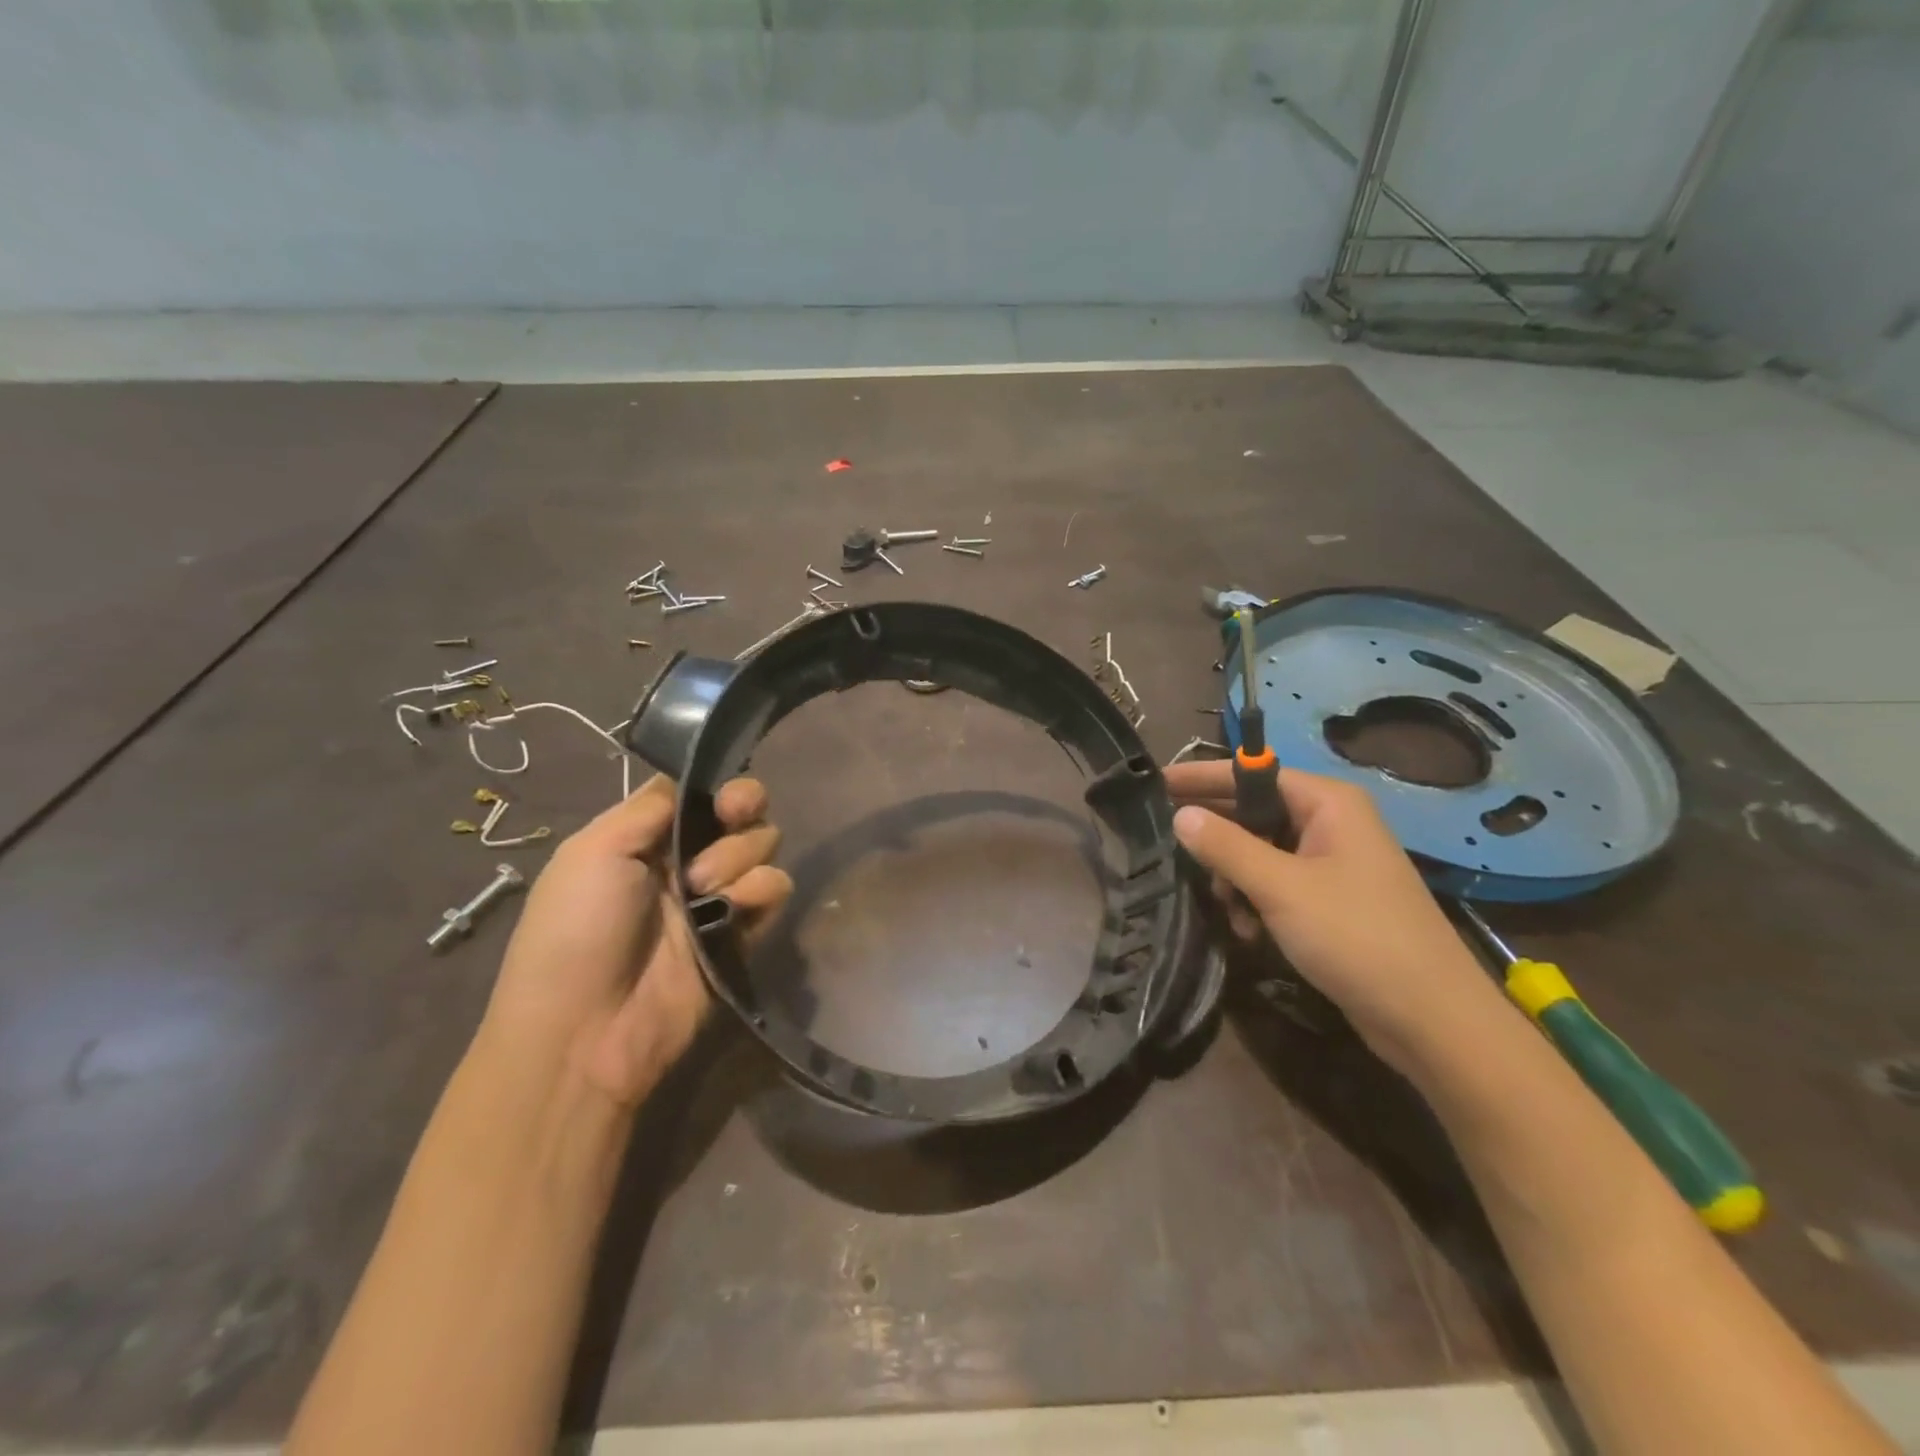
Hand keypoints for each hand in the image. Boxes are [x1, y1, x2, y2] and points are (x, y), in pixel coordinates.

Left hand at [484, 775, 790, 1106]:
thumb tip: (688, 784)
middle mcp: (684, 862)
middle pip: (738, 813)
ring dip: (739, 854)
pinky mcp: (742, 934)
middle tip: (732, 815)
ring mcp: (715, 899)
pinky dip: (762, 888)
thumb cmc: (576, 930)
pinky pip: (773, 889)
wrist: (586, 1030)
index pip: (696, 794)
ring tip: (703, 888)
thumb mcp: (592, 851)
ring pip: (760, 845)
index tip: (719, 790)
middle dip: (743, 805)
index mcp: (644, 840)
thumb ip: (649, 806)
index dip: (715, 784)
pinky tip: (735, 905)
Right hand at [1163, 760, 1500, 1074]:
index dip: (1203, 778)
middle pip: (1255, 812)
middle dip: (1218, 837)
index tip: (1156, 783)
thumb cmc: (1356, 937)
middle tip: (1174, 852)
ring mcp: (1334, 863)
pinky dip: (1257, 900)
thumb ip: (1226, 847)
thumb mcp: (1281, 887)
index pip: (1253, 773)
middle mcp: (1333, 823)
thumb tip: (1180, 815)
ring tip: (1225, 907)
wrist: (1431, 1019)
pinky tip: (1249, 930)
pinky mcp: (1333, 900)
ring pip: (1262, 851)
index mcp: (1329, 803)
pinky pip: (1278, 883)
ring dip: (1236, 877)